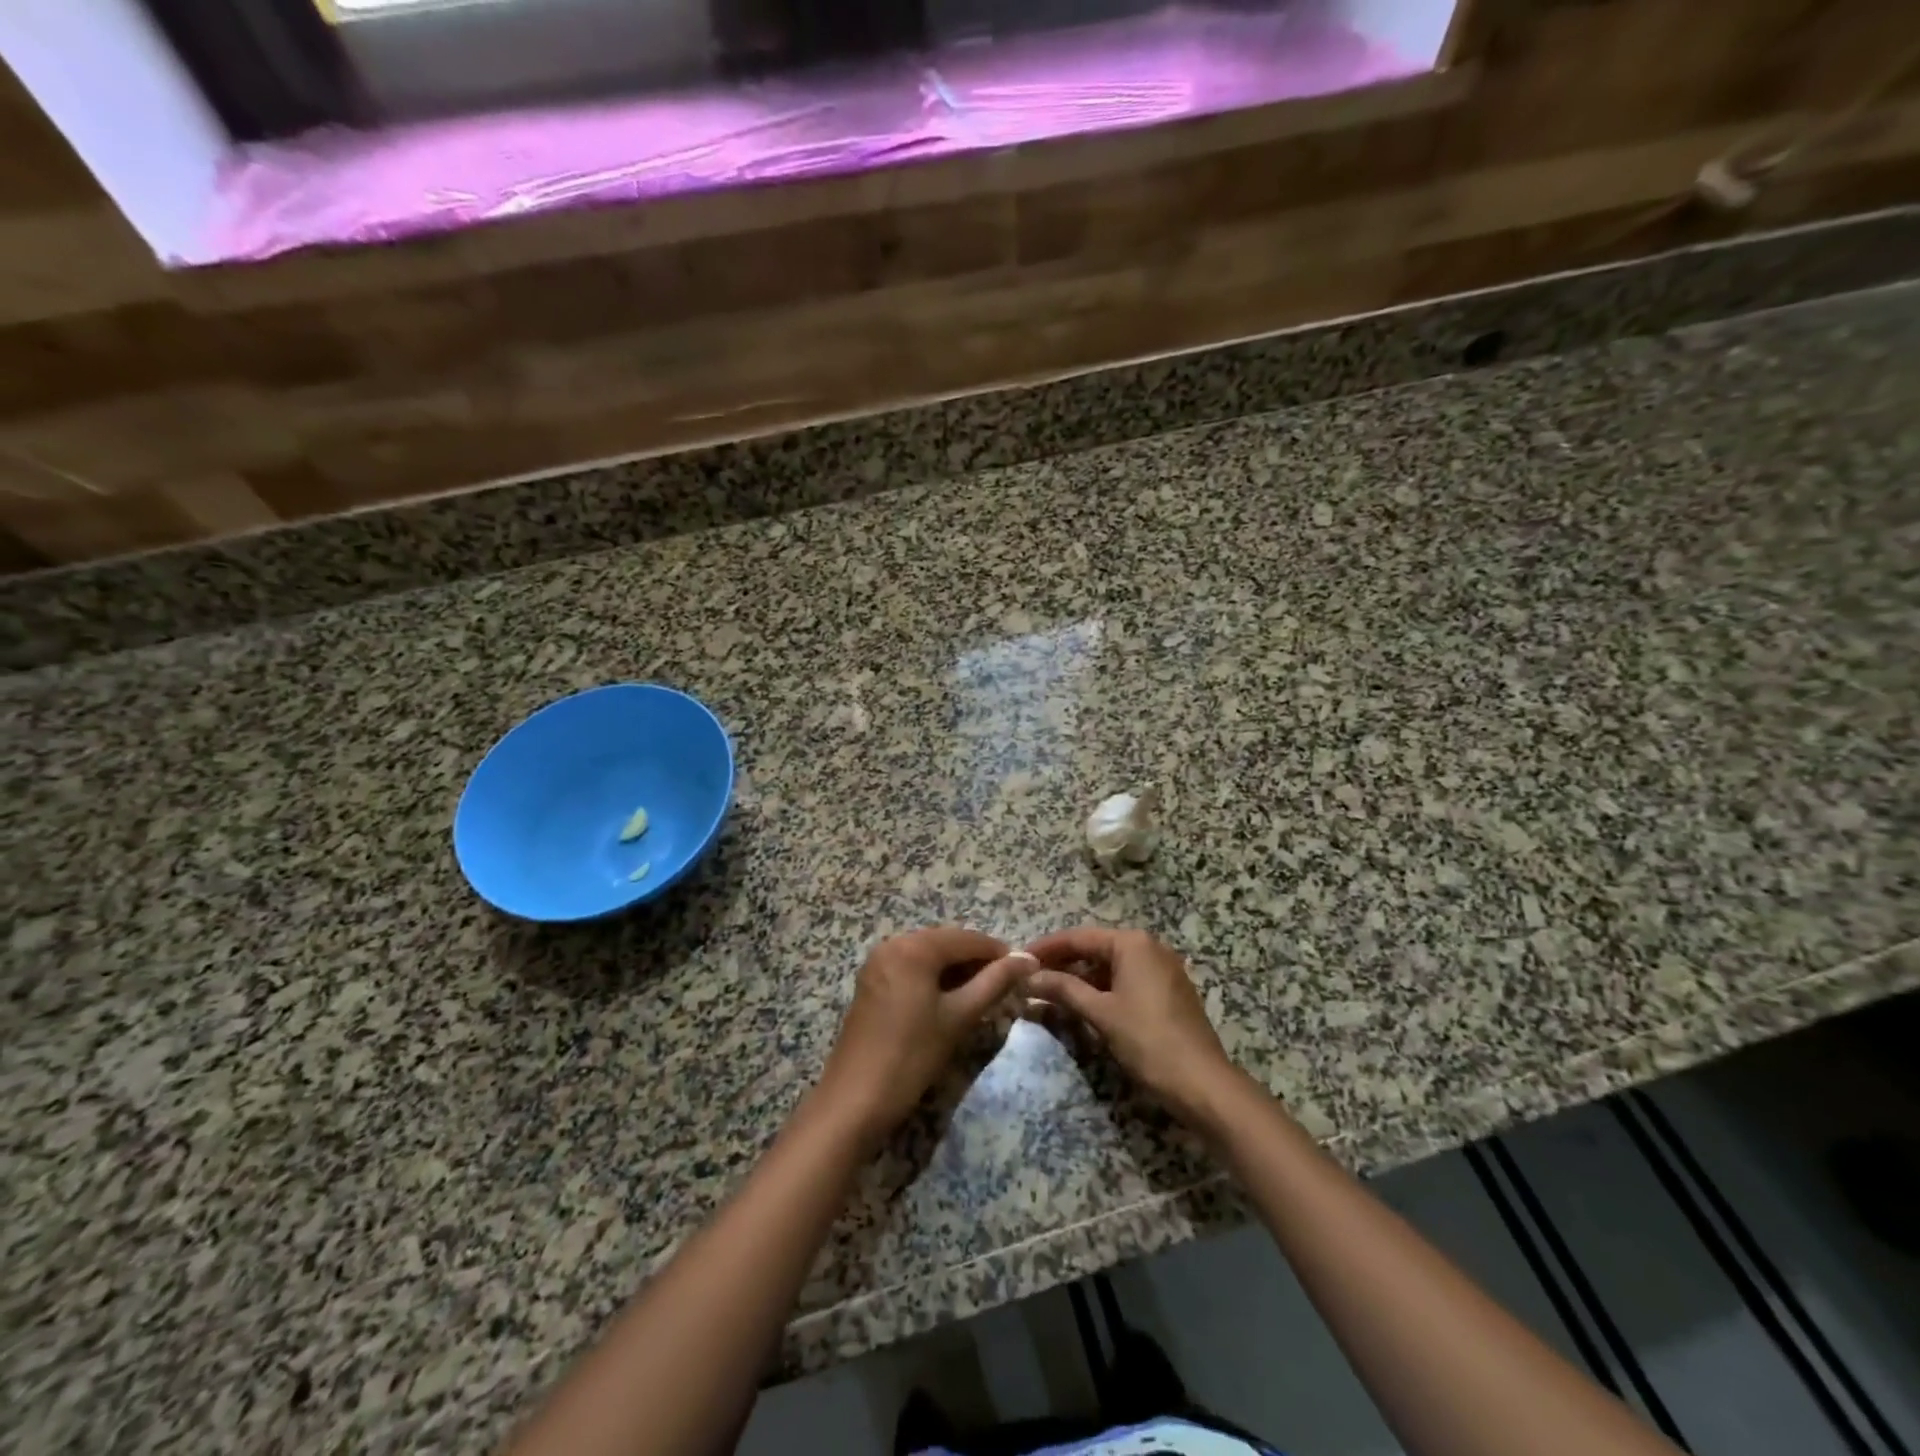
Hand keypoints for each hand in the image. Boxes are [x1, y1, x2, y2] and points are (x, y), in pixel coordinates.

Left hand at [813, 926, 1027, 1145]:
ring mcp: (878, 962)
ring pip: (929, 955)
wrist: (854, 1100)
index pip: (967, 939)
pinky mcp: (872, 981)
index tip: (1024, 971)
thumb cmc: (911, 1056)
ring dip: (956, 969)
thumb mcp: (959, 1017)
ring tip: (983, 994)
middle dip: (976, 960)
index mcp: (914, 947)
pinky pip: (911, 967)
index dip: (998, 952)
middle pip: (946, 942)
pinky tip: (951, 999)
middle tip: (1006, 985)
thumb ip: (995, 982)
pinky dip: (934, 977)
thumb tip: (1028, 959)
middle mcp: (893, 943)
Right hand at [1023, 927, 1237, 1123]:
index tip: (1019, 958)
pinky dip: (1101, 989)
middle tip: (1031, 977)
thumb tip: (1029, 977)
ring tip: (1049, 992)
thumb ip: (1063, 989)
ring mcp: (1162, 969)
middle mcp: (1149, 947)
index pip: (1079, 937)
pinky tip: (1080, 1004)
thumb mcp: (1101, 1013)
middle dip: (1062, 963)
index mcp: (1133, 943)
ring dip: (1080, 978)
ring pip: (1110, 966)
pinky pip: (1125, 980)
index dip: (1047, 948)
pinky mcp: (1167, 991)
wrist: (1203, 1084)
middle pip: (1095, 948)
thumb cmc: (1148, 1041)